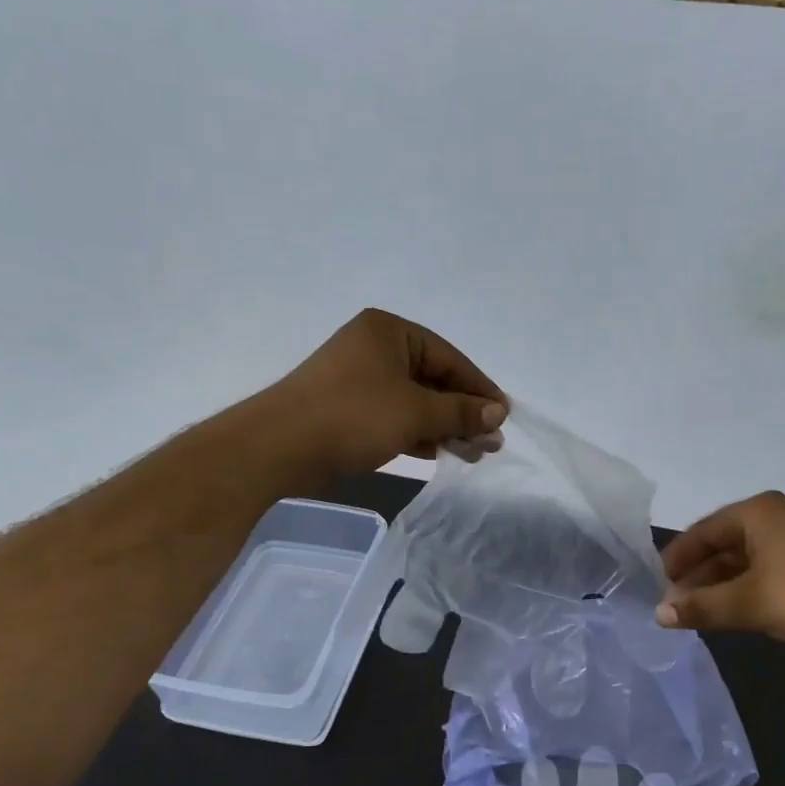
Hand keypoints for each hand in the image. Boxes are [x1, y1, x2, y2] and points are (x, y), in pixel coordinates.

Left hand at [264, 309, 506, 477]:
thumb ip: (461, 412)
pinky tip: (439, 452)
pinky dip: (418, 432)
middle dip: (463, 412)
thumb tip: (499, 413)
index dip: (480, 388)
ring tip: (473, 453)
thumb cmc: (353, 416)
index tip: (504, 416)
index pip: (449, 357)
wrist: (280, 448)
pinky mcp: (349, 409)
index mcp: (390, 332)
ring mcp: (359, 379)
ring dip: (444, 426)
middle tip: (491, 441)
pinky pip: (395, 416)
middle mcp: (374, 348)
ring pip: (415, 401)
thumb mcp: (416, 411)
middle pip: (434, 379)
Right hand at [655, 491, 784, 651]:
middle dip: (698, 575)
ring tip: (702, 612)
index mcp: (756, 512)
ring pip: (745, 557)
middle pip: (722, 543)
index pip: (701, 532)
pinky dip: (746, 586)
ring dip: (721, 584)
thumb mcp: (749, 603)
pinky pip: (766, 567)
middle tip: (677, 606)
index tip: (658, 587)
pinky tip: (738, 609)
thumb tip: (658, 614)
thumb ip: (701, 607)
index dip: (677, 560)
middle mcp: (775, 515)